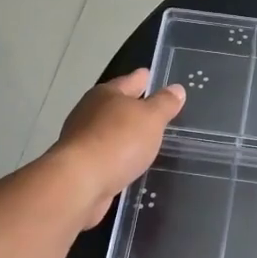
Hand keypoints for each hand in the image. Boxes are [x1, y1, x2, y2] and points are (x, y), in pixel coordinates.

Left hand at [54, 69, 185, 226]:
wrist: (80, 183)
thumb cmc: (118, 141)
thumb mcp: (151, 118)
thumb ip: (164, 104)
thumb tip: (176, 89)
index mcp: (105, 94)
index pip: (129, 81)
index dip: (141, 78)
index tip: (148, 74)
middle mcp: (89, 112)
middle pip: (114, 105)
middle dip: (131, 106)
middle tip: (151, 108)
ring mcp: (82, 140)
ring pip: (109, 131)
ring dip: (124, 134)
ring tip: (144, 138)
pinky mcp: (81, 165)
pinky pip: (106, 155)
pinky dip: (117, 156)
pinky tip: (129, 162)